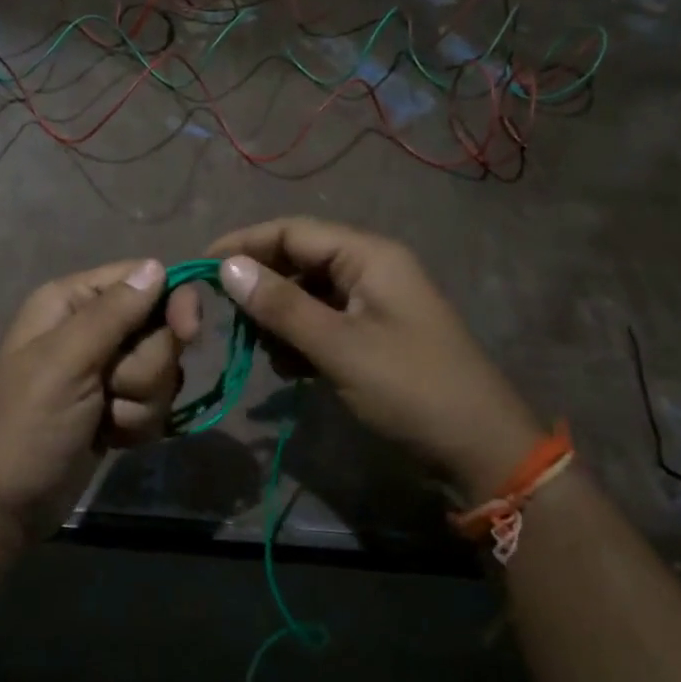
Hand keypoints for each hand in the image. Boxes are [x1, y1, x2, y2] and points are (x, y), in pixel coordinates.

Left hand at [0, 259, 200, 553]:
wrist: (3, 508)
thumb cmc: (25, 427)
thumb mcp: (65, 363)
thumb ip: (113, 313)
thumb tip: (157, 265)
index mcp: (71, 302)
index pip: (143, 279)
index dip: (171, 303)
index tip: (187, 333)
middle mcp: (91, 328)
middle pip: (160, 328)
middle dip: (146, 369)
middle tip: (111, 391)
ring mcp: (106, 370)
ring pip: (163, 370)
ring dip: (141, 402)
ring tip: (104, 421)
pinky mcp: (118, 406)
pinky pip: (156, 402)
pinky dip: (138, 424)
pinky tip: (109, 438)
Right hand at [208, 218, 542, 493]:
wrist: (480, 450)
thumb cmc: (411, 390)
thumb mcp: (340, 347)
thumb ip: (282, 306)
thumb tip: (227, 267)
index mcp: (369, 256)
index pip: (293, 231)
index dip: (244, 244)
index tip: (201, 267)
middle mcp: (370, 269)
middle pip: (299, 260)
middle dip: (261, 287)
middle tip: (227, 319)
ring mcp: (373, 303)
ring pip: (307, 294)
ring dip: (278, 318)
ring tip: (262, 352)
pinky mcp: (372, 335)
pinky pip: (322, 322)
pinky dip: (299, 339)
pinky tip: (288, 368)